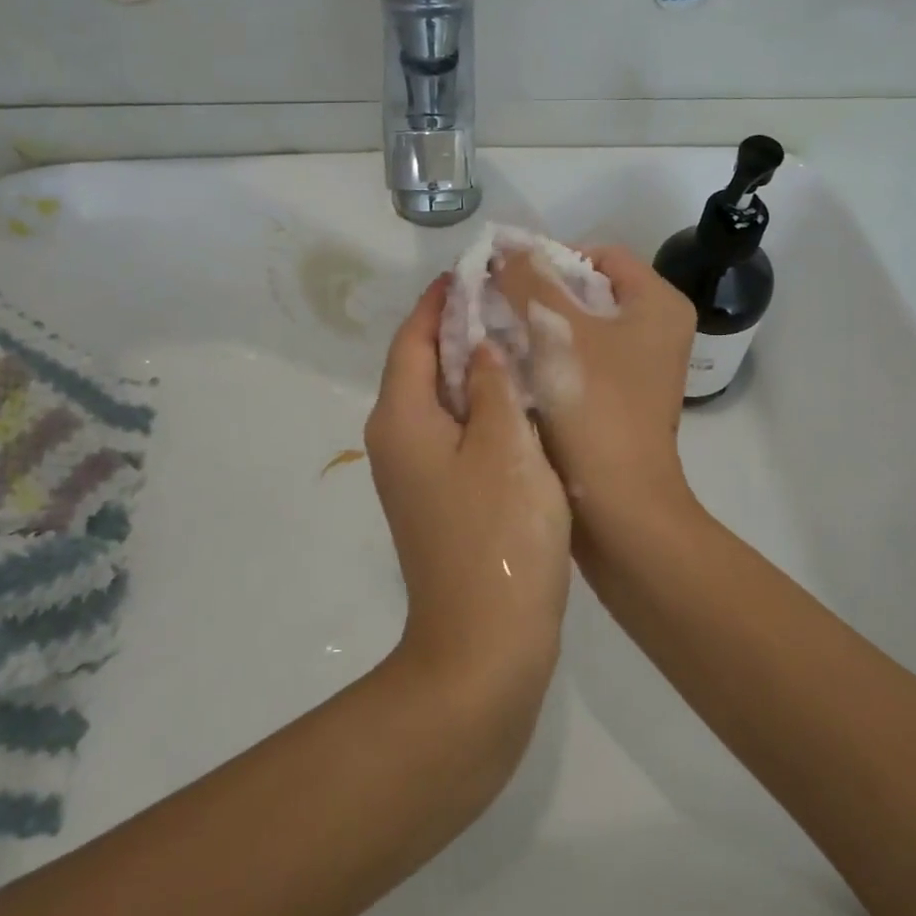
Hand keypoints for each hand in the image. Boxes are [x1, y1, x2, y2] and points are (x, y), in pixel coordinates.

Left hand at [365, 279, 571, 704]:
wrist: (485, 645)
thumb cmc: (498, 535)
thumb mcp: (505, 445)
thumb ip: (491, 383)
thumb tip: (480, 345)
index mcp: (401, 418)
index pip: (412, 338)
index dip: (441, 301)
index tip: (474, 270)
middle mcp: (396, 440)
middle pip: (422, 365)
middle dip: (460, 328)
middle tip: (510, 299)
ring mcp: (415, 474)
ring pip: (441, 400)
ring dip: (473, 366)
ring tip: (520, 337)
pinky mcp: (438, 499)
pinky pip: (455, 433)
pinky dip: (480, 406)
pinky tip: (519, 400)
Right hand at [495, 246, 698, 541]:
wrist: (618, 505)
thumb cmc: (593, 408)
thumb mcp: (556, 331)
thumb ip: (529, 280)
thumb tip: (504, 246)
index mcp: (657, 304)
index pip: (599, 255)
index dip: (550, 257)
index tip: (505, 274)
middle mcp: (656, 330)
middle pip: (588, 291)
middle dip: (537, 294)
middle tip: (491, 302)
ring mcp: (640, 368)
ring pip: (579, 328)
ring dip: (537, 327)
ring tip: (493, 332)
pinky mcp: (620, 398)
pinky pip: (579, 361)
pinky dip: (546, 358)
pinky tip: (510, 366)